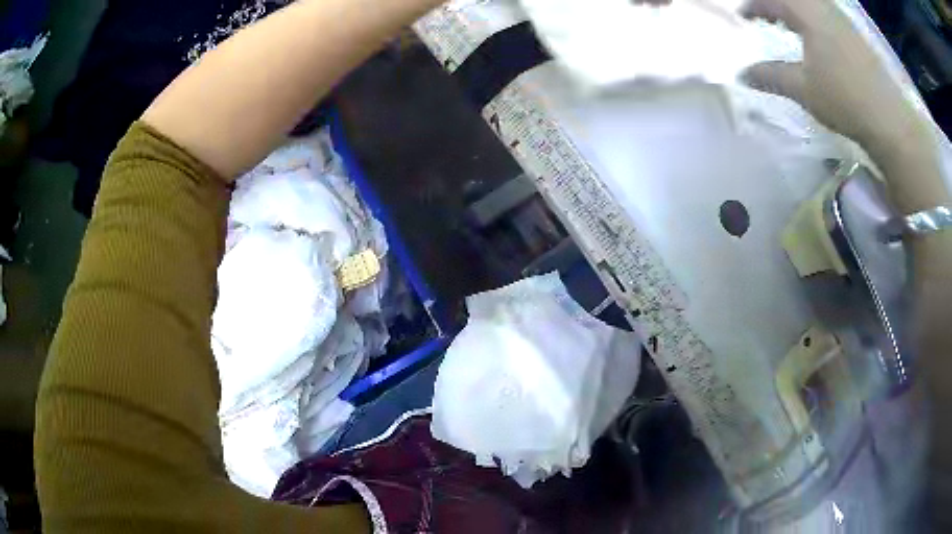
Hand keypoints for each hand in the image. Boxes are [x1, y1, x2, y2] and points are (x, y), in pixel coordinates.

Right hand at [742, 0, 928, 155]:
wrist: (890, 120)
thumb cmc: (844, 99)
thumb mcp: (803, 89)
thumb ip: (771, 76)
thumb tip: (742, 75)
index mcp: (807, 13)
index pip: (772, 0)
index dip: (753, 6)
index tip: (742, 16)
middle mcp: (824, 9)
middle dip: (775, 5)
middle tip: (764, 16)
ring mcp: (843, 21)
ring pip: (812, 5)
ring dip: (795, 10)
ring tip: (786, 24)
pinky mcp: (856, 36)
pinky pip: (826, 14)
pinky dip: (813, 19)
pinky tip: (815, 37)